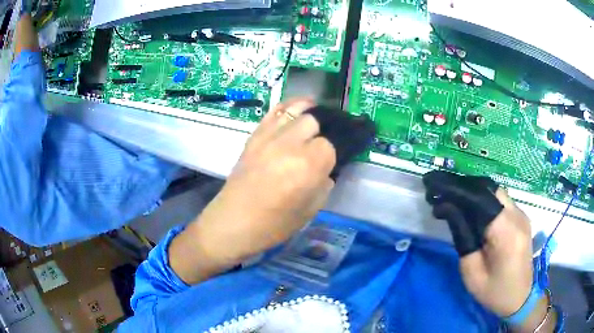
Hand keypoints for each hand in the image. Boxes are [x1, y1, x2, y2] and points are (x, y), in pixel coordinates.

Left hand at [170, 98, 335, 283]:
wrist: (233, 221)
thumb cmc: (274, 223)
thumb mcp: (310, 210)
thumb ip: (324, 185)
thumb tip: (326, 170)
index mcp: (309, 164)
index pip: (331, 144)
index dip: (332, 154)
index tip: (330, 162)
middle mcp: (290, 143)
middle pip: (315, 121)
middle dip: (322, 132)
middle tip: (319, 146)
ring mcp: (270, 136)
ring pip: (296, 110)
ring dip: (309, 113)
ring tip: (315, 116)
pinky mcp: (254, 135)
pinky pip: (274, 112)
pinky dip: (289, 107)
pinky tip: (296, 110)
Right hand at [423, 171, 532, 317]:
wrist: (521, 297)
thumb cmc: (494, 292)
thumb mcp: (472, 273)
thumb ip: (463, 238)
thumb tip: (449, 209)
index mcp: (506, 233)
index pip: (479, 199)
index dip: (455, 188)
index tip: (432, 185)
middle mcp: (517, 216)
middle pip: (488, 188)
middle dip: (462, 186)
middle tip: (439, 191)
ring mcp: (522, 214)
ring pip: (494, 190)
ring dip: (472, 190)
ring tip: (452, 198)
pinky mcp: (521, 217)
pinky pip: (500, 199)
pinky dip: (482, 198)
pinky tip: (470, 208)